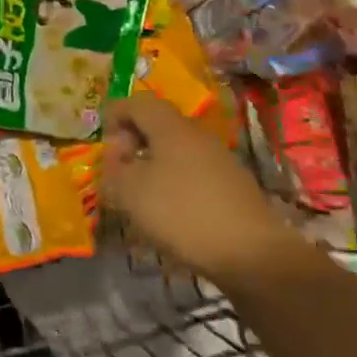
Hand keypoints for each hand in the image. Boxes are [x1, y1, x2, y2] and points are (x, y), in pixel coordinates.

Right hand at [99, 94, 293, 285]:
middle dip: (134, 141)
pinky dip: (176, 182)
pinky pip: (194, 171)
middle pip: (159, 124)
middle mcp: (197, 135)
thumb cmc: (182, 213)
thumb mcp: (130, 193)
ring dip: (154, 163)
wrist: (252, 254)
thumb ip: (114, 171)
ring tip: (142, 193)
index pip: (138, 102)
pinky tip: (171, 211)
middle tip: (120, 169)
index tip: (104, 140)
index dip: (115, 113)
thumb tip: (117, 160)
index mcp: (170, 127)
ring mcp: (220, 160)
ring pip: (177, 149)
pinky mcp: (234, 186)